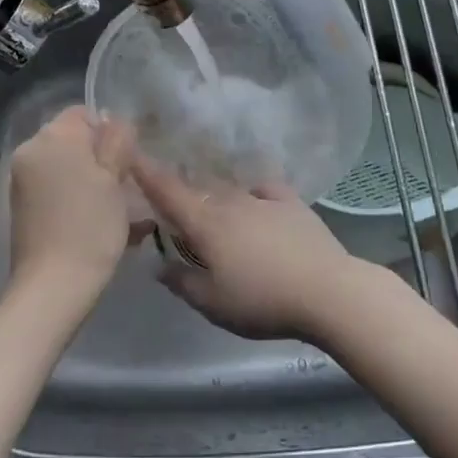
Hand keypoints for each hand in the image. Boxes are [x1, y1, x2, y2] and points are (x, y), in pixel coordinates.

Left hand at [9, 106, 139, 306]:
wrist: (53, 286)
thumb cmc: (90, 227)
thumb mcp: (114, 178)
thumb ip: (116, 142)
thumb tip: (115, 122)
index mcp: (52, 137)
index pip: (83, 113)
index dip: (109, 132)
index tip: (128, 160)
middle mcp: (31, 152)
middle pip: (73, 140)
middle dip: (101, 157)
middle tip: (127, 185)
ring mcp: (23, 181)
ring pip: (67, 167)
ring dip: (93, 180)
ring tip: (121, 210)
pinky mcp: (23, 208)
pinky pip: (57, 189)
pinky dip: (79, 198)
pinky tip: (103, 224)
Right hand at [131, 158, 374, 340]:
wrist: (327, 291)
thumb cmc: (262, 300)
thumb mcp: (212, 303)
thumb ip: (181, 282)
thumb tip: (158, 266)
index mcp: (206, 224)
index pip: (167, 192)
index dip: (146, 172)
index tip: (129, 154)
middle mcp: (231, 202)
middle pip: (199, 192)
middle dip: (183, 196)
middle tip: (175, 209)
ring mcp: (263, 200)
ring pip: (229, 191)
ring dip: (216, 199)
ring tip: (214, 213)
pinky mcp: (292, 203)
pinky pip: (264, 190)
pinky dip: (253, 194)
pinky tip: (255, 202)